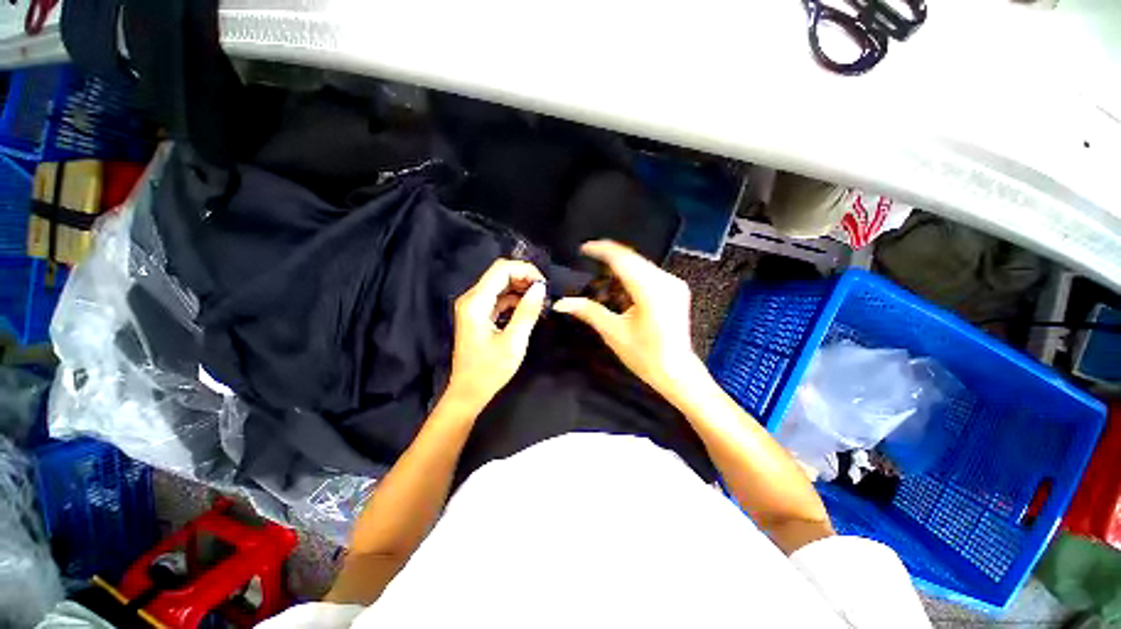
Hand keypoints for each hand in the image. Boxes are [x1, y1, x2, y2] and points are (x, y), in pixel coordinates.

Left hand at [446, 259, 546, 408]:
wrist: (469, 392)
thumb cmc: (490, 370)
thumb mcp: (514, 342)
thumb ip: (527, 312)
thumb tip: (540, 287)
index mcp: (476, 302)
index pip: (501, 269)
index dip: (525, 270)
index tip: (544, 284)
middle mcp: (471, 298)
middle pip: (500, 274)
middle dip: (524, 278)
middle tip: (545, 293)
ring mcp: (474, 306)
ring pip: (500, 285)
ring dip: (521, 289)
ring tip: (540, 301)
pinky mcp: (478, 314)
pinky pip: (498, 298)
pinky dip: (514, 299)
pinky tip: (528, 308)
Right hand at [554, 240, 702, 396]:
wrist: (677, 372)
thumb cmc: (644, 355)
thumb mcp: (613, 332)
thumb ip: (588, 311)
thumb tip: (561, 303)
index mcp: (650, 290)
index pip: (622, 259)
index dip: (601, 250)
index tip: (583, 248)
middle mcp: (665, 281)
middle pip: (632, 258)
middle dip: (609, 258)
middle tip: (589, 261)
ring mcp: (674, 284)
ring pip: (641, 264)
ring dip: (621, 267)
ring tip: (602, 276)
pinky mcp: (677, 289)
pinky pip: (650, 273)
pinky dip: (633, 275)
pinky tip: (622, 286)